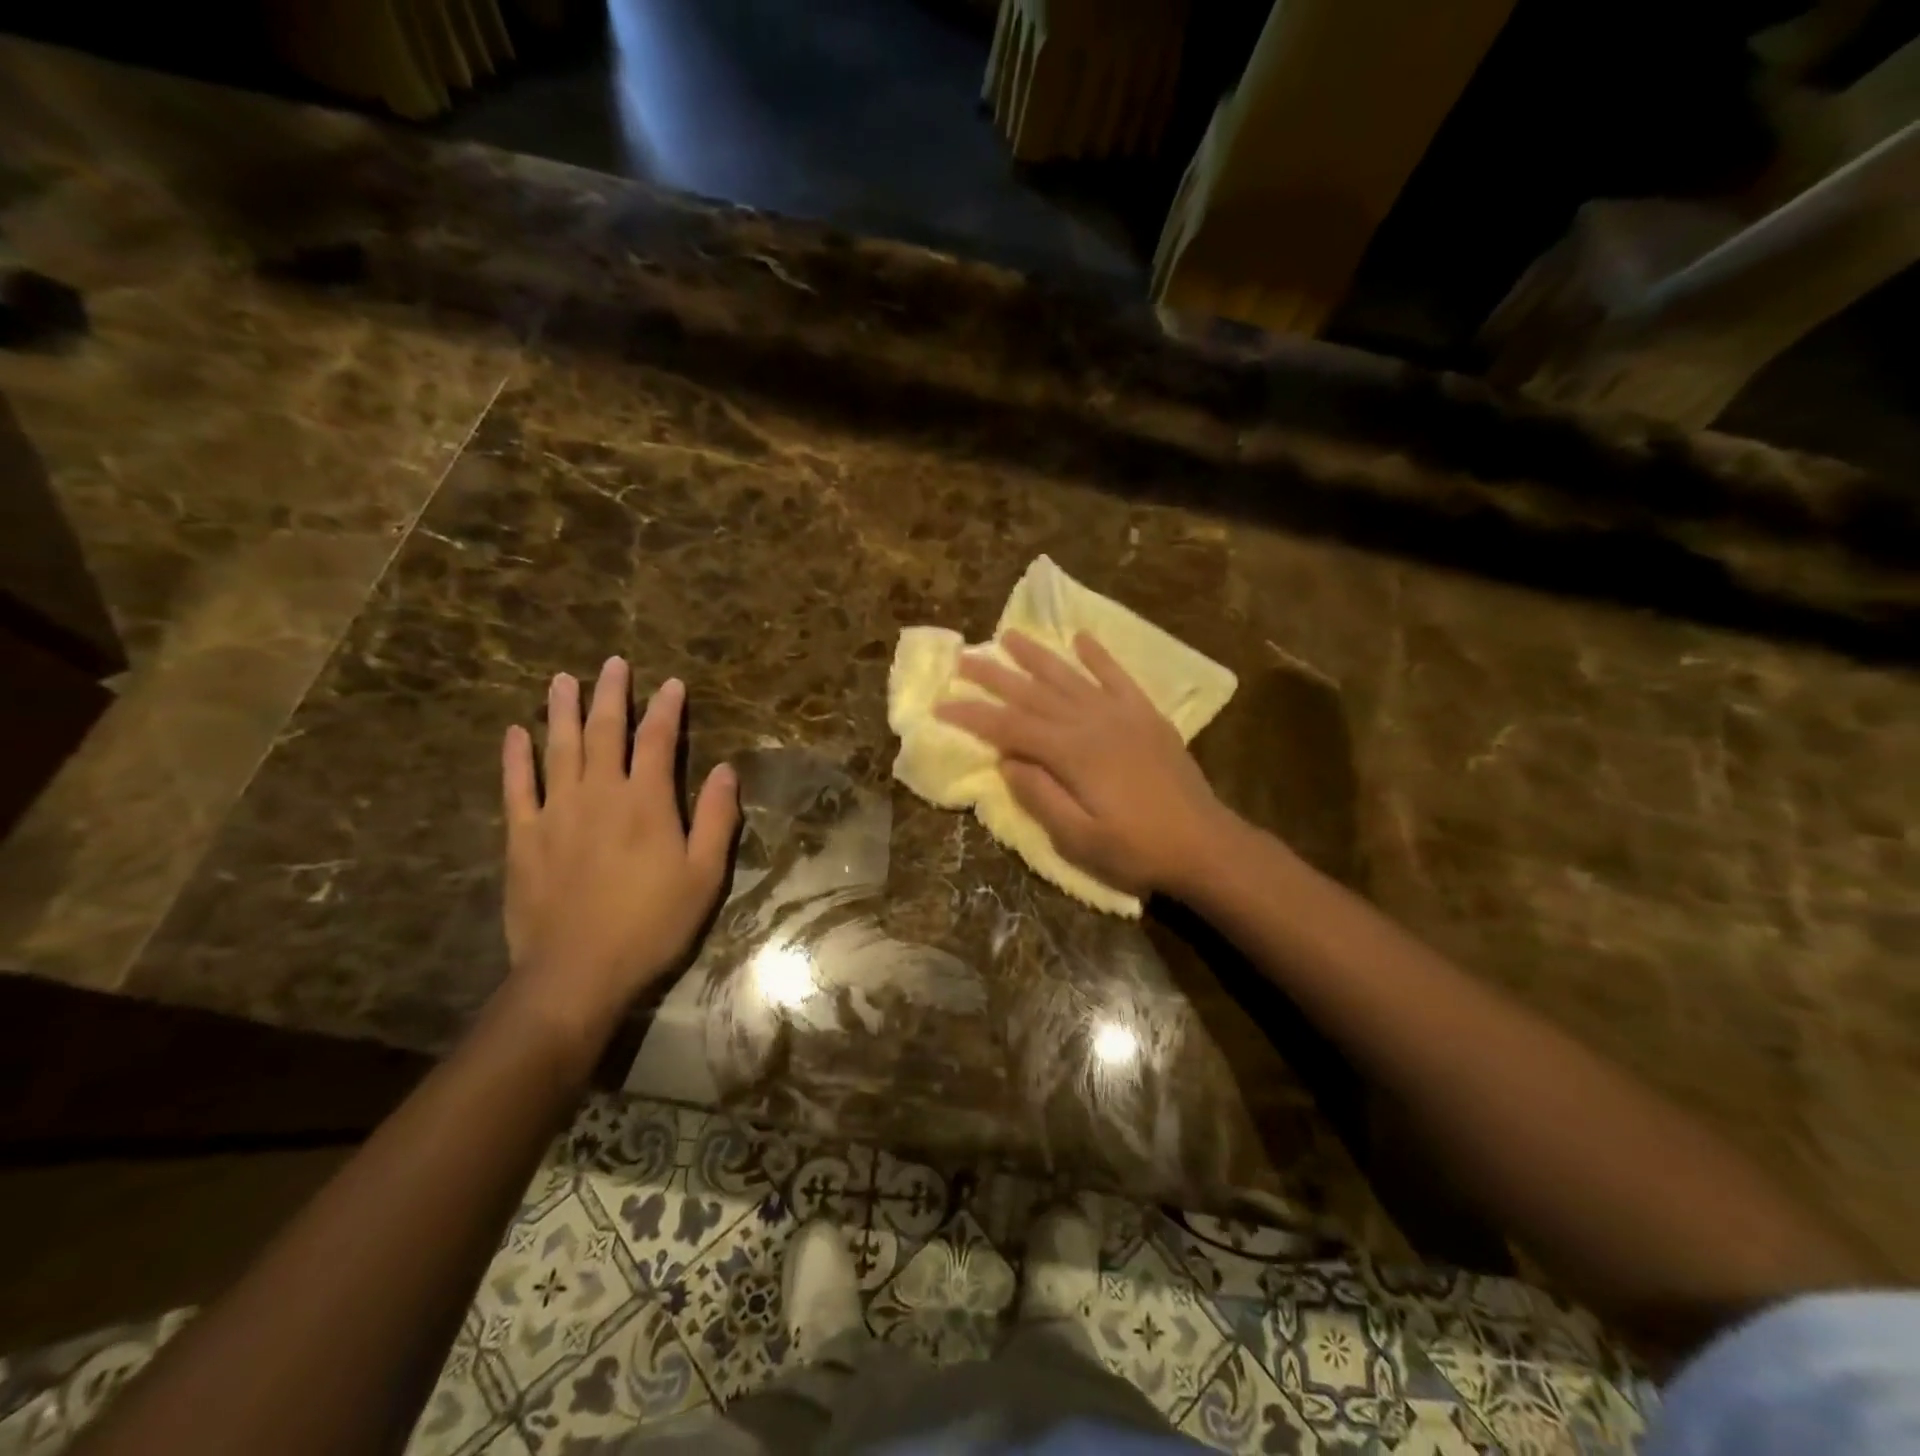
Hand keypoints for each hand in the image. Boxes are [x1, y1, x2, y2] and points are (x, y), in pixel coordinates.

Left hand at [499, 658, 738, 1049]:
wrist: (578, 971)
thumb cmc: (652, 924)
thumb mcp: (704, 875)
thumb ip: (717, 819)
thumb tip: (727, 769)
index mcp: (647, 802)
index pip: (658, 740)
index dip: (666, 709)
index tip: (671, 683)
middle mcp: (600, 793)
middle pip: (606, 731)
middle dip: (612, 694)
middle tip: (613, 663)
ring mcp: (556, 812)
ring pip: (560, 748)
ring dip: (562, 711)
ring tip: (563, 680)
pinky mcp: (523, 836)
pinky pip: (517, 786)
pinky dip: (516, 757)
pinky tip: (515, 733)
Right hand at [934, 631, 1229, 899]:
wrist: (1204, 845)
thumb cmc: (1137, 849)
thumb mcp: (1078, 839)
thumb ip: (1039, 796)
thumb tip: (1007, 761)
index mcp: (1071, 752)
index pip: (1009, 727)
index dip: (972, 716)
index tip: (940, 705)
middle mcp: (1092, 722)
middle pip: (1033, 692)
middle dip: (994, 675)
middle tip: (963, 658)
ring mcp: (1122, 714)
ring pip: (1070, 676)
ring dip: (1037, 655)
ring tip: (1008, 635)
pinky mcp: (1147, 716)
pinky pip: (1117, 677)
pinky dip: (1098, 656)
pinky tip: (1081, 639)